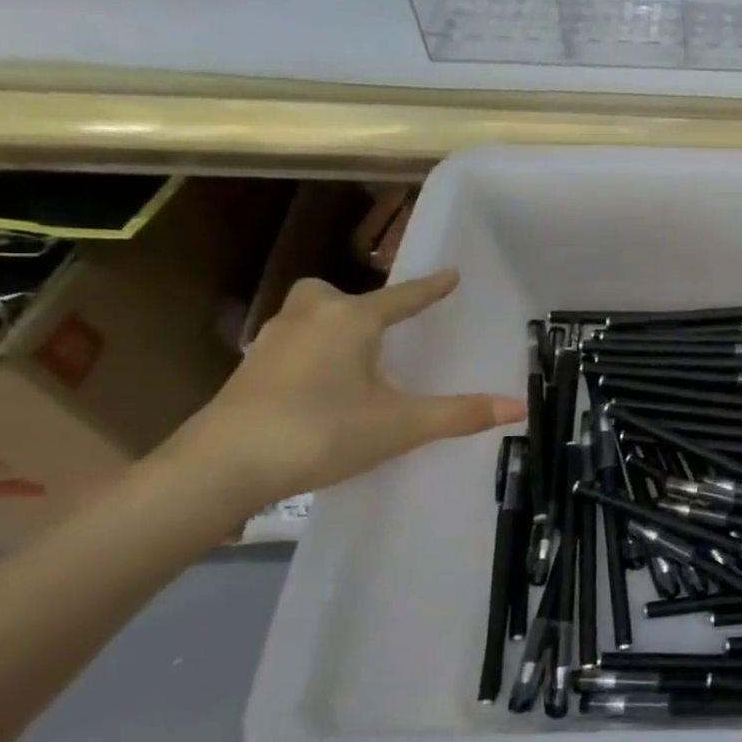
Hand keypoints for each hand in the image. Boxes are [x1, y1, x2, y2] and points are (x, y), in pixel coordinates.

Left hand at [163, 270, 524, 513]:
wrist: (220, 468)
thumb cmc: (320, 432)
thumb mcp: (401, 425)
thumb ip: (460, 414)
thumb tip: (520, 406)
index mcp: (349, 320)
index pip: (402, 297)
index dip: (430, 289)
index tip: (452, 274)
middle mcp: (309, 319)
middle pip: (333, 295)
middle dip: (358, 303)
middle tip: (380, 328)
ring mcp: (271, 343)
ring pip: (306, 318)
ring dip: (331, 328)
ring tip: (356, 360)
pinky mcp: (248, 371)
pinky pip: (290, 345)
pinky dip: (310, 354)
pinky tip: (320, 387)